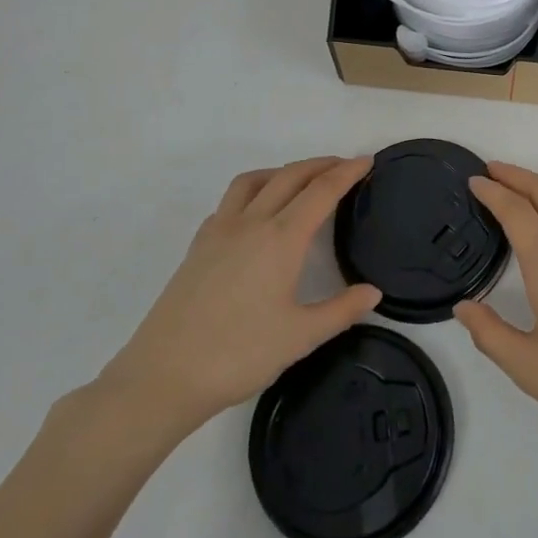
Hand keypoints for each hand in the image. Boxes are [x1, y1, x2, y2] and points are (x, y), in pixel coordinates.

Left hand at [90, 157, 380, 446]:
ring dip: (283, 172)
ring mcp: (219, 232)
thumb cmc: (238, 355)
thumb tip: (373, 292)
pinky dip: (253, 193)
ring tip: (301, 182)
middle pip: (290, 176)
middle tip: (345, 166)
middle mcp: (251, 223)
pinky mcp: (198, 247)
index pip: (322, 191)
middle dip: (320, 165)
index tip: (367, 161)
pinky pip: (230, 202)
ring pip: (254, 181)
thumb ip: (341, 310)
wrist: (163, 376)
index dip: (347, 172)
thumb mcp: (300, 337)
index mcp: (281, 239)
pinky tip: (256, 215)